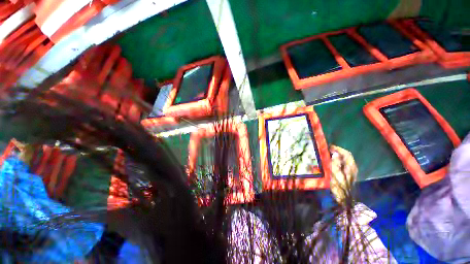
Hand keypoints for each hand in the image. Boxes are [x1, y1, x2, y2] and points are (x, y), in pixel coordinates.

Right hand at [330, 145, 357, 204]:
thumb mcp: (335, 173)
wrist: (344, 198)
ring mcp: (350, 171)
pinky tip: (331, 161)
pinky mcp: (347, 174)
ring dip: (337, 155)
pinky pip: (342, 164)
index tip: (329, 146)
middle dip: (338, 151)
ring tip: (328, 154)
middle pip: (346, 156)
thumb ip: (335, 163)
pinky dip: (337, 160)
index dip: (338, 149)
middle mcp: (352, 167)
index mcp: (350, 166)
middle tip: (328, 149)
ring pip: (344, 160)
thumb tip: (336, 153)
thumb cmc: (339, 185)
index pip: (346, 154)